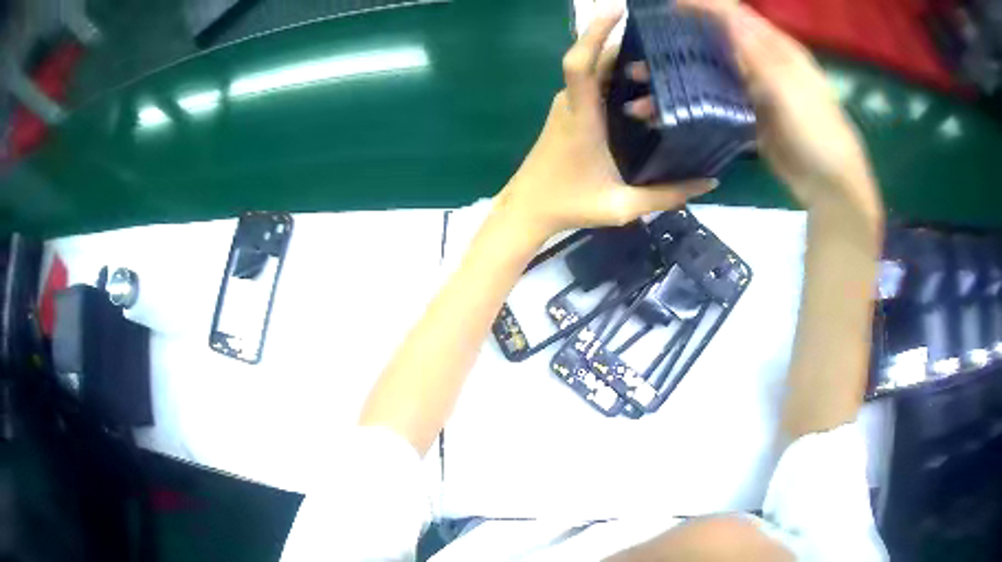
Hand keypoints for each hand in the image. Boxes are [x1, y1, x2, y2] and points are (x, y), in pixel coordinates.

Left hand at [498, 6, 716, 239]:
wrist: (527, 209)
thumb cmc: (570, 205)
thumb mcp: (623, 206)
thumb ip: (667, 195)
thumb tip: (709, 182)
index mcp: (581, 117)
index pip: (581, 64)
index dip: (595, 32)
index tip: (617, 10)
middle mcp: (571, 103)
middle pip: (594, 59)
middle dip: (624, 45)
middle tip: (665, 48)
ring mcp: (566, 106)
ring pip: (593, 70)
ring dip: (621, 61)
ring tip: (660, 64)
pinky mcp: (567, 112)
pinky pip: (591, 83)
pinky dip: (613, 75)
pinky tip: (640, 86)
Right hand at [628, 0, 880, 224]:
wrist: (830, 185)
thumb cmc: (818, 132)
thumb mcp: (791, 88)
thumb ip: (758, 52)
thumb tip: (726, 13)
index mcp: (775, 49)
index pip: (733, 16)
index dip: (701, 6)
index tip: (665, 5)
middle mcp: (761, 64)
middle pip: (714, 44)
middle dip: (678, 46)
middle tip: (643, 56)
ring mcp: (754, 92)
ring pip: (710, 77)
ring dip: (678, 83)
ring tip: (643, 99)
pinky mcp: (749, 118)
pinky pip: (715, 106)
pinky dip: (691, 109)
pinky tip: (668, 118)